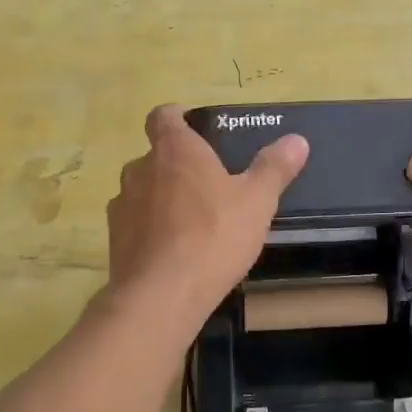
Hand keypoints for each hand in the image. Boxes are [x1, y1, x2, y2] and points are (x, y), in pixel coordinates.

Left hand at [106, 104, 309, 322]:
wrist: (163, 294)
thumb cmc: (214, 235)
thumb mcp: (258, 201)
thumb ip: (274, 168)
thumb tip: (297, 140)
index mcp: (175, 150)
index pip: (163, 116)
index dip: (176, 117)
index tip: (192, 126)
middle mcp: (141, 169)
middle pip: (154, 156)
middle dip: (176, 165)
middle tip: (206, 184)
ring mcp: (122, 205)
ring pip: (141, 190)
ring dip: (160, 198)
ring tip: (189, 220)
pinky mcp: (114, 239)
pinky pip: (134, 223)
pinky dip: (149, 229)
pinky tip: (171, 250)